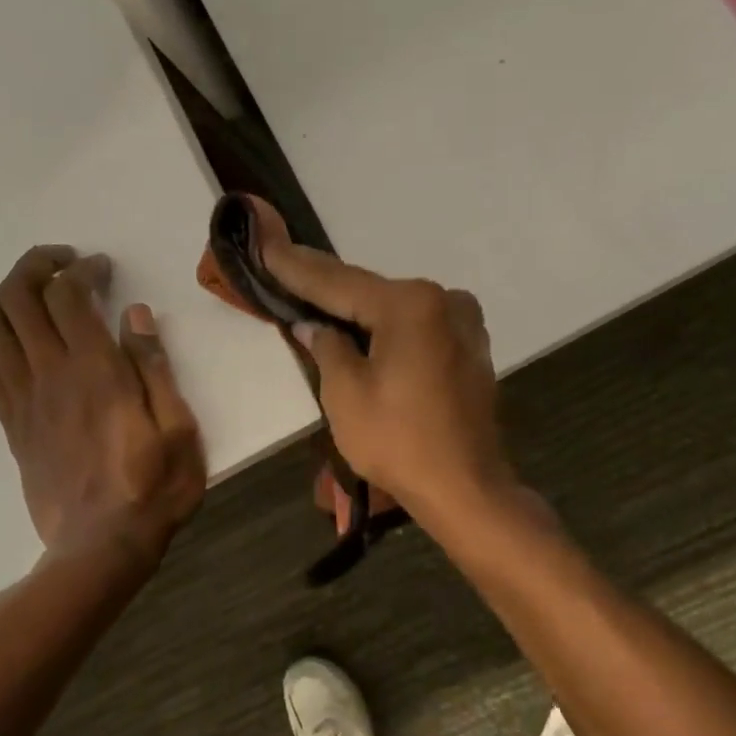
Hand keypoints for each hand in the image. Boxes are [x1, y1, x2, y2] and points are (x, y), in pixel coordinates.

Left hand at [0, 246, 204, 560]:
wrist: (102, 547)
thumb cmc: (154, 488)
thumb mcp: (179, 428)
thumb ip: (155, 368)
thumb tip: (136, 316)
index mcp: (96, 371)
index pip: (69, 295)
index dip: (81, 270)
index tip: (102, 269)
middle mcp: (50, 375)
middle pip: (18, 297)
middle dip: (35, 266)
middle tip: (64, 264)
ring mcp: (24, 401)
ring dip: (9, 297)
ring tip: (38, 297)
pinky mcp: (12, 426)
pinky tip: (26, 350)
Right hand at [258, 242, 512, 520]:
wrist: (465, 489)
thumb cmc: (399, 442)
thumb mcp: (345, 394)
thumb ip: (326, 347)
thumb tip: (315, 326)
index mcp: (411, 304)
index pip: (339, 282)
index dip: (296, 268)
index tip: (265, 246)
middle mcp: (444, 301)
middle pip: (370, 293)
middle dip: (327, 290)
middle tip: (284, 272)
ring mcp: (464, 324)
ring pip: (395, 311)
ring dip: (359, 313)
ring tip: (316, 304)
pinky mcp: (470, 350)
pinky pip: (417, 330)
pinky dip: (388, 331)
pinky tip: (363, 335)